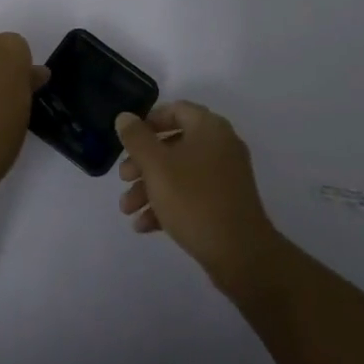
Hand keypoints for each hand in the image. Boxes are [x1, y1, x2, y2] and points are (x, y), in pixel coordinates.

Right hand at [116, 102, 282, 293]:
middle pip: (174, 144)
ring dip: (150, 187)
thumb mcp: (157, 166)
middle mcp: (221, 145)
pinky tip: (145, 225)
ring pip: (180, 172)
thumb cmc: (194, 200)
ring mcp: (226, 175)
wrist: (240, 253)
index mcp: (209, 127)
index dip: (148, 122)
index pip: (175, 110)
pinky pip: (192, 194)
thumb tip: (125, 117)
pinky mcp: (226, 203)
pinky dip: (168, 204)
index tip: (127, 140)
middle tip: (123, 178)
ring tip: (128, 210)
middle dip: (143, 162)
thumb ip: (137, 139)